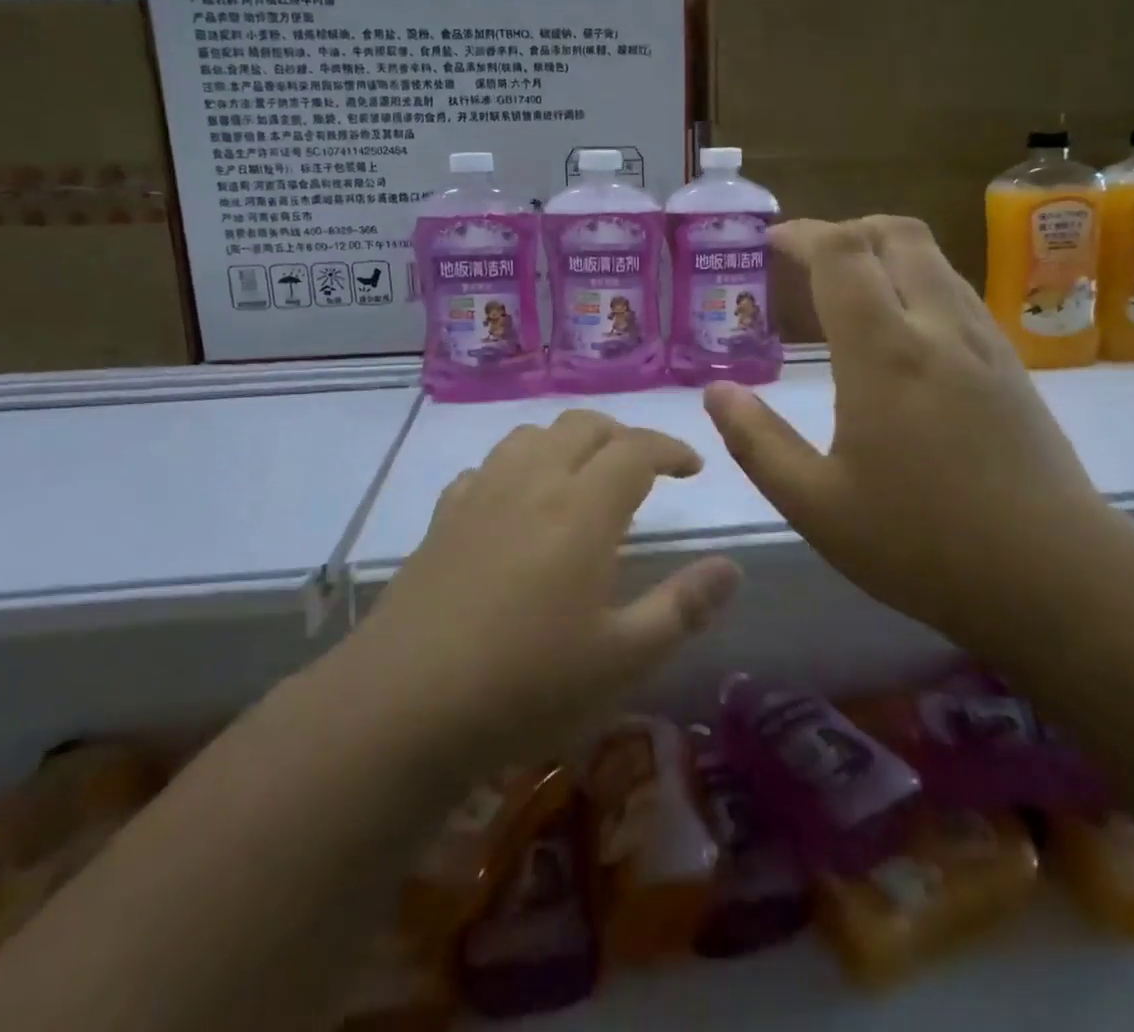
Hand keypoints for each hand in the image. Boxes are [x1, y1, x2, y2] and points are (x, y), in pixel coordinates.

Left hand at [357, 410, 741, 774]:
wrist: (403, 706)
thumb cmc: (526, 684)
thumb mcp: (623, 659)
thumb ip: (683, 607)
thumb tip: (731, 567)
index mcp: (582, 508)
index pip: (636, 448)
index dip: (670, 448)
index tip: (692, 467)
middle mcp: (533, 482)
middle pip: (583, 426)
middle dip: (622, 436)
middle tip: (644, 470)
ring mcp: (481, 494)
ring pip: (532, 435)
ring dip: (568, 442)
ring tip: (584, 477)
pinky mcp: (443, 516)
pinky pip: (489, 467)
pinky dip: (518, 467)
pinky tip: (518, 504)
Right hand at [703, 216, 1108, 653]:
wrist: (1057, 577)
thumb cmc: (923, 544)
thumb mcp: (817, 506)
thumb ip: (758, 443)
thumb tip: (717, 392)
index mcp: (884, 354)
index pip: (842, 254)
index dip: (802, 234)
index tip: (770, 244)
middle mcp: (938, 329)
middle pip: (896, 234)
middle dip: (845, 231)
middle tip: (807, 263)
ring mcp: (983, 342)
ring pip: (933, 259)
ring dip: (884, 253)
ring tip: (847, 293)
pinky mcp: (1010, 364)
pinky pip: (956, 291)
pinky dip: (917, 281)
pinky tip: (900, 333)